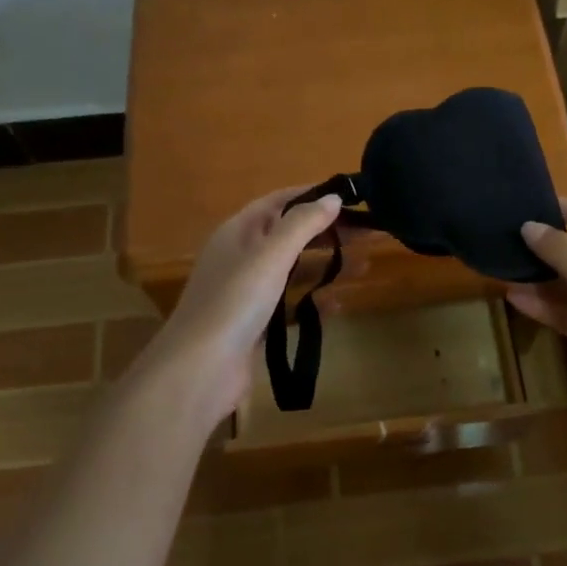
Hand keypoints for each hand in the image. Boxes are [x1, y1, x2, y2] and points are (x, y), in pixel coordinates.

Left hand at [142, 186, 342, 428]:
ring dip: (326, 265)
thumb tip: (333, 197)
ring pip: (293, 270)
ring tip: (365, 267)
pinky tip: (338, 305)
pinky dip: (313, 301)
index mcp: (238, 231)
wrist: (199, 370)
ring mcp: (246, 292)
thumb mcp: (271, 255)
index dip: (312, 196)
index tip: (350, 197)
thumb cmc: (235, 302)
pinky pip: (289, 304)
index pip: (279, 201)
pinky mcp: (254, 324)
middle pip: (289, 235)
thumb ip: (303, 224)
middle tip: (367, 233)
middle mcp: (241, 256)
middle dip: (327, 232)